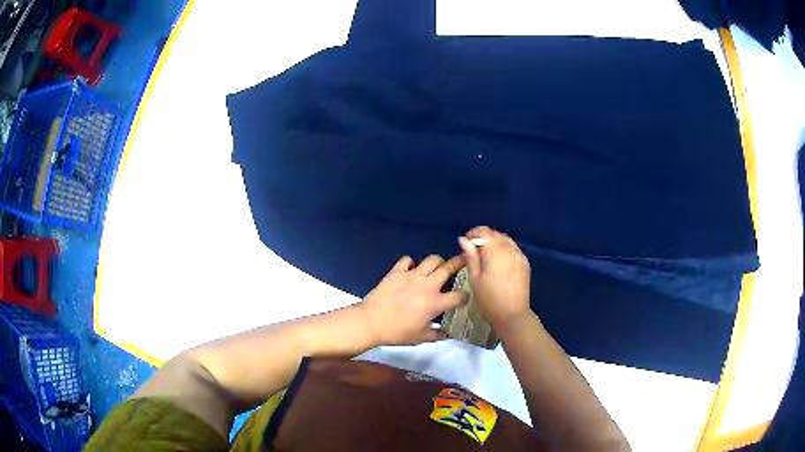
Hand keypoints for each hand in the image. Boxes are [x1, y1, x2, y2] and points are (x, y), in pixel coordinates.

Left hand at [360, 255, 466, 345]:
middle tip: (463, 261)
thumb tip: (446, 334)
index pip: (459, 296)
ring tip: (438, 265)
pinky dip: (411, 263)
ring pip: (432, 259)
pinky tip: (410, 269)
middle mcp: (427, 285)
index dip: (465, 296)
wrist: (371, 322)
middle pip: (448, 268)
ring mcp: (412, 276)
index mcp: (435, 303)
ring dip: (438, 261)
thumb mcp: (420, 338)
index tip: (464, 297)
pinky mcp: (397, 271)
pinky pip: (408, 260)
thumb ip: (436, 335)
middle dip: (459, 263)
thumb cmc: (397, 332)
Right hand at [458, 226, 531, 331]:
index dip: (474, 233)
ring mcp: (520, 256)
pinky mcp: (525, 263)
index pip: (485, 232)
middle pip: (496, 234)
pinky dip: (504, 248)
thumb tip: (463, 240)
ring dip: (494, 242)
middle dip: (484, 237)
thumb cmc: (489, 300)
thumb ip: (471, 257)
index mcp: (496, 252)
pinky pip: (513, 248)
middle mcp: (510, 250)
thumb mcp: (475, 279)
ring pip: (506, 240)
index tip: (465, 241)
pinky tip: (497, 260)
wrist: (512, 315)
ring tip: (485, 254)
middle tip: (473, 249)